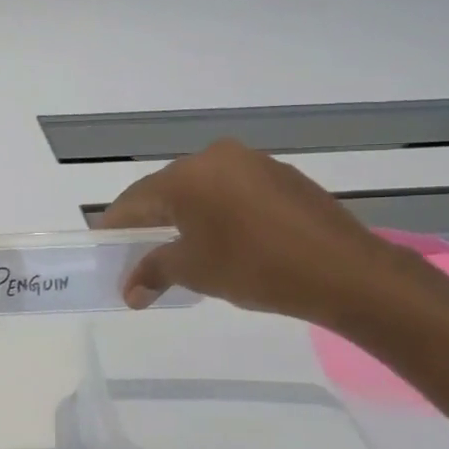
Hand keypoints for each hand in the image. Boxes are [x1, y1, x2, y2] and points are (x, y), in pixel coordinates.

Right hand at [97, 139, 399, 323]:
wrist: (344, 271)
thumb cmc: (255, 267)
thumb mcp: (194, 271)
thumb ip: (153, 272)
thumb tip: (129, 290)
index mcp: (186, 176)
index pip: (134, 200)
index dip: (115, 226)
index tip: (103, 247)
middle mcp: (215, 158)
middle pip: (165, 190)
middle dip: (148, 221)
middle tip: (137, 252)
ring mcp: (251, 162)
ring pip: (200, 189)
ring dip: (183, 216)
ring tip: (179, 248)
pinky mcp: (280, 175)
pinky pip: (231, 190)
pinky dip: (216, 212)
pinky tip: (222, 238)